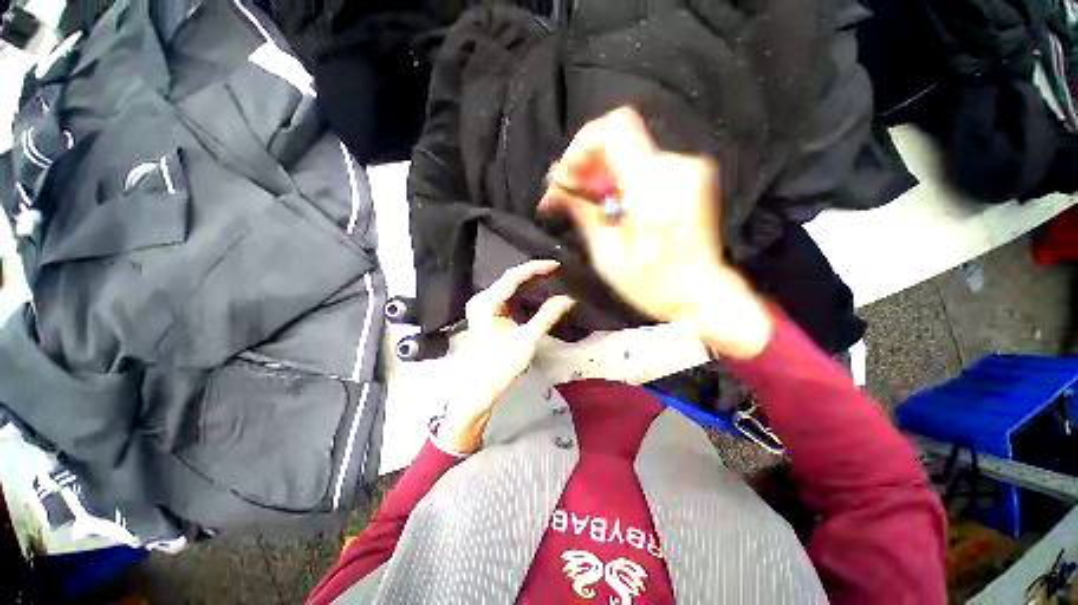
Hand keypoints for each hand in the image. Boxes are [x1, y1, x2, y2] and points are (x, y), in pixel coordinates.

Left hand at [436, 260, 575, 454]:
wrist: (478, 390)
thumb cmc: (500, 366)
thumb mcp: (528, 340)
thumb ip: (547, 316)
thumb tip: (568, 299)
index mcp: (487, 303)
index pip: (513, 276)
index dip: (535, 268)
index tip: (556, 264)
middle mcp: (482, 299)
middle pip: (510, 278)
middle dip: (533, 273)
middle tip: (556, 269)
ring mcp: (483, 307)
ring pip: (509, 287)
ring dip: (529, 282)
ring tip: (550, 276)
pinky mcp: (487, 314)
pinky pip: (507, 296)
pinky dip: (522, 292)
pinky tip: (536, 291)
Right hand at [539, 107, 769, 358]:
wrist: (701, 294)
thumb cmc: (652, 284)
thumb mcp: (607, 254)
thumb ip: (583, 212)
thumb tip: (556, 187)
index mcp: (653, 187)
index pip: (612, 130)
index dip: (580, 146)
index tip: (565, 177)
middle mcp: (675, 168)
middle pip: (619, 137)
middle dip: (586, 162)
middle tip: (567, 194)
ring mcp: (687, 170)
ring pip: (629, 151)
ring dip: (600, 173)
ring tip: (585, 203)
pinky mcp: (690, 178)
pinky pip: (644, 165)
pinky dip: (620, 179)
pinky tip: (610, 204)